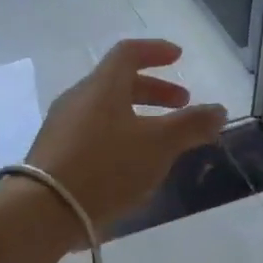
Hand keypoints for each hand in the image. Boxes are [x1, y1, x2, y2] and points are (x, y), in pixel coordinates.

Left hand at [26, 39, 228, 231]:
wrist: (43, 211)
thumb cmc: (106, 167)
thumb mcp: (159, 145)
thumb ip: (191, 125)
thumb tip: (218, 110)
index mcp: (102, 86)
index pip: (129, 53)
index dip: (156, 51)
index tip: (178, 57)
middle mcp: (78, 99)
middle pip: (118, 83)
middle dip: (154, 90)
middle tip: (181, 104)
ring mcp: (62, 127)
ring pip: (106, 110)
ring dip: (138, 116)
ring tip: (161, 140)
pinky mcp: (54, 155)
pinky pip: (94, 134)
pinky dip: (120, 136)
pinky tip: (132, 165)